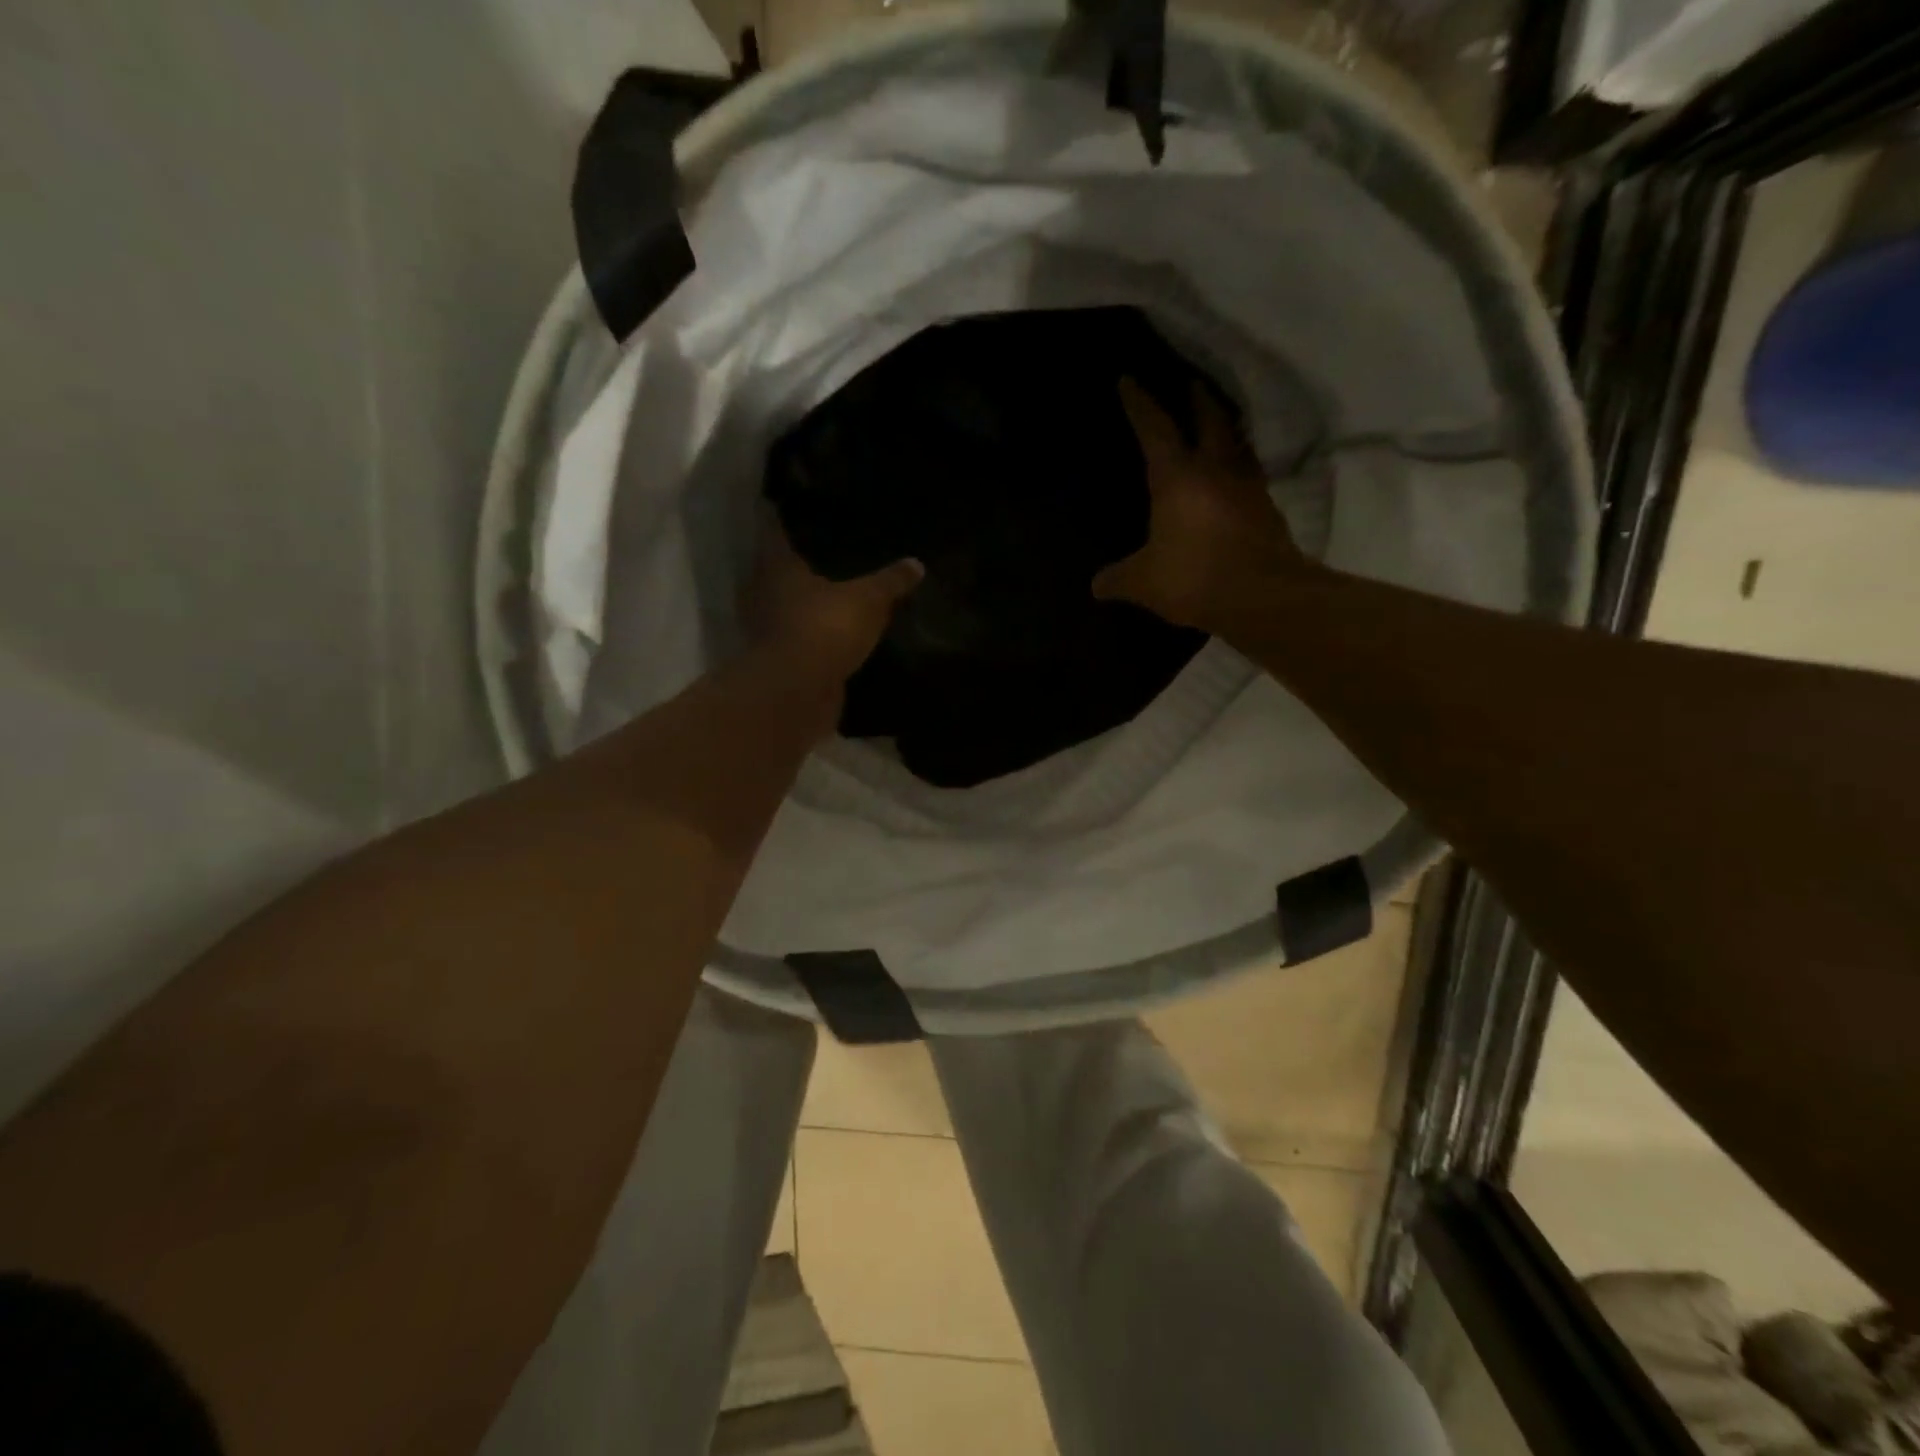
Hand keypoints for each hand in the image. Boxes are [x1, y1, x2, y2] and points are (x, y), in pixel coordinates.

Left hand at [748, 527, 922, 685]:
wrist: (799, 692)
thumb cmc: (826, 628)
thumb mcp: (868, 599)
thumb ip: (890, 581)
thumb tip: (917, 563)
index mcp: (777, 566)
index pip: (775, 531)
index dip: (784, 517)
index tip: (796, 506)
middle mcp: (764, 592)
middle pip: (778, 569)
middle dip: (798, 561)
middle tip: (826, 548)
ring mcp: (768, 628)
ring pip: (787, 604)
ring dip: (804, 600)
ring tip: (834, 589)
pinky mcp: (780, 659)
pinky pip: (799, 636)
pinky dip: (811, 633)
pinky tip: (833, 629)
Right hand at [1093, 379, 1305, 630]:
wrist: (1262, 596)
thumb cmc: (1194, 577)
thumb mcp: (1144, 582)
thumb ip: (1118, 579)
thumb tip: (1096, 585)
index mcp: (1177, 478)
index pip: (1154, 429)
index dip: (1139, 403)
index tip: (1128, 379)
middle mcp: (1215, 470)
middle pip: (1210, 419)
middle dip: (1197, 399)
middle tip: (1191, 384)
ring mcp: (1247, 487)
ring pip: (1237, 443)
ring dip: (1227, 429)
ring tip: (1219, 424)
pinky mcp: (1267, 510)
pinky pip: (1250, 476)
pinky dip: (1240, 468)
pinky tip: (1235, 479)